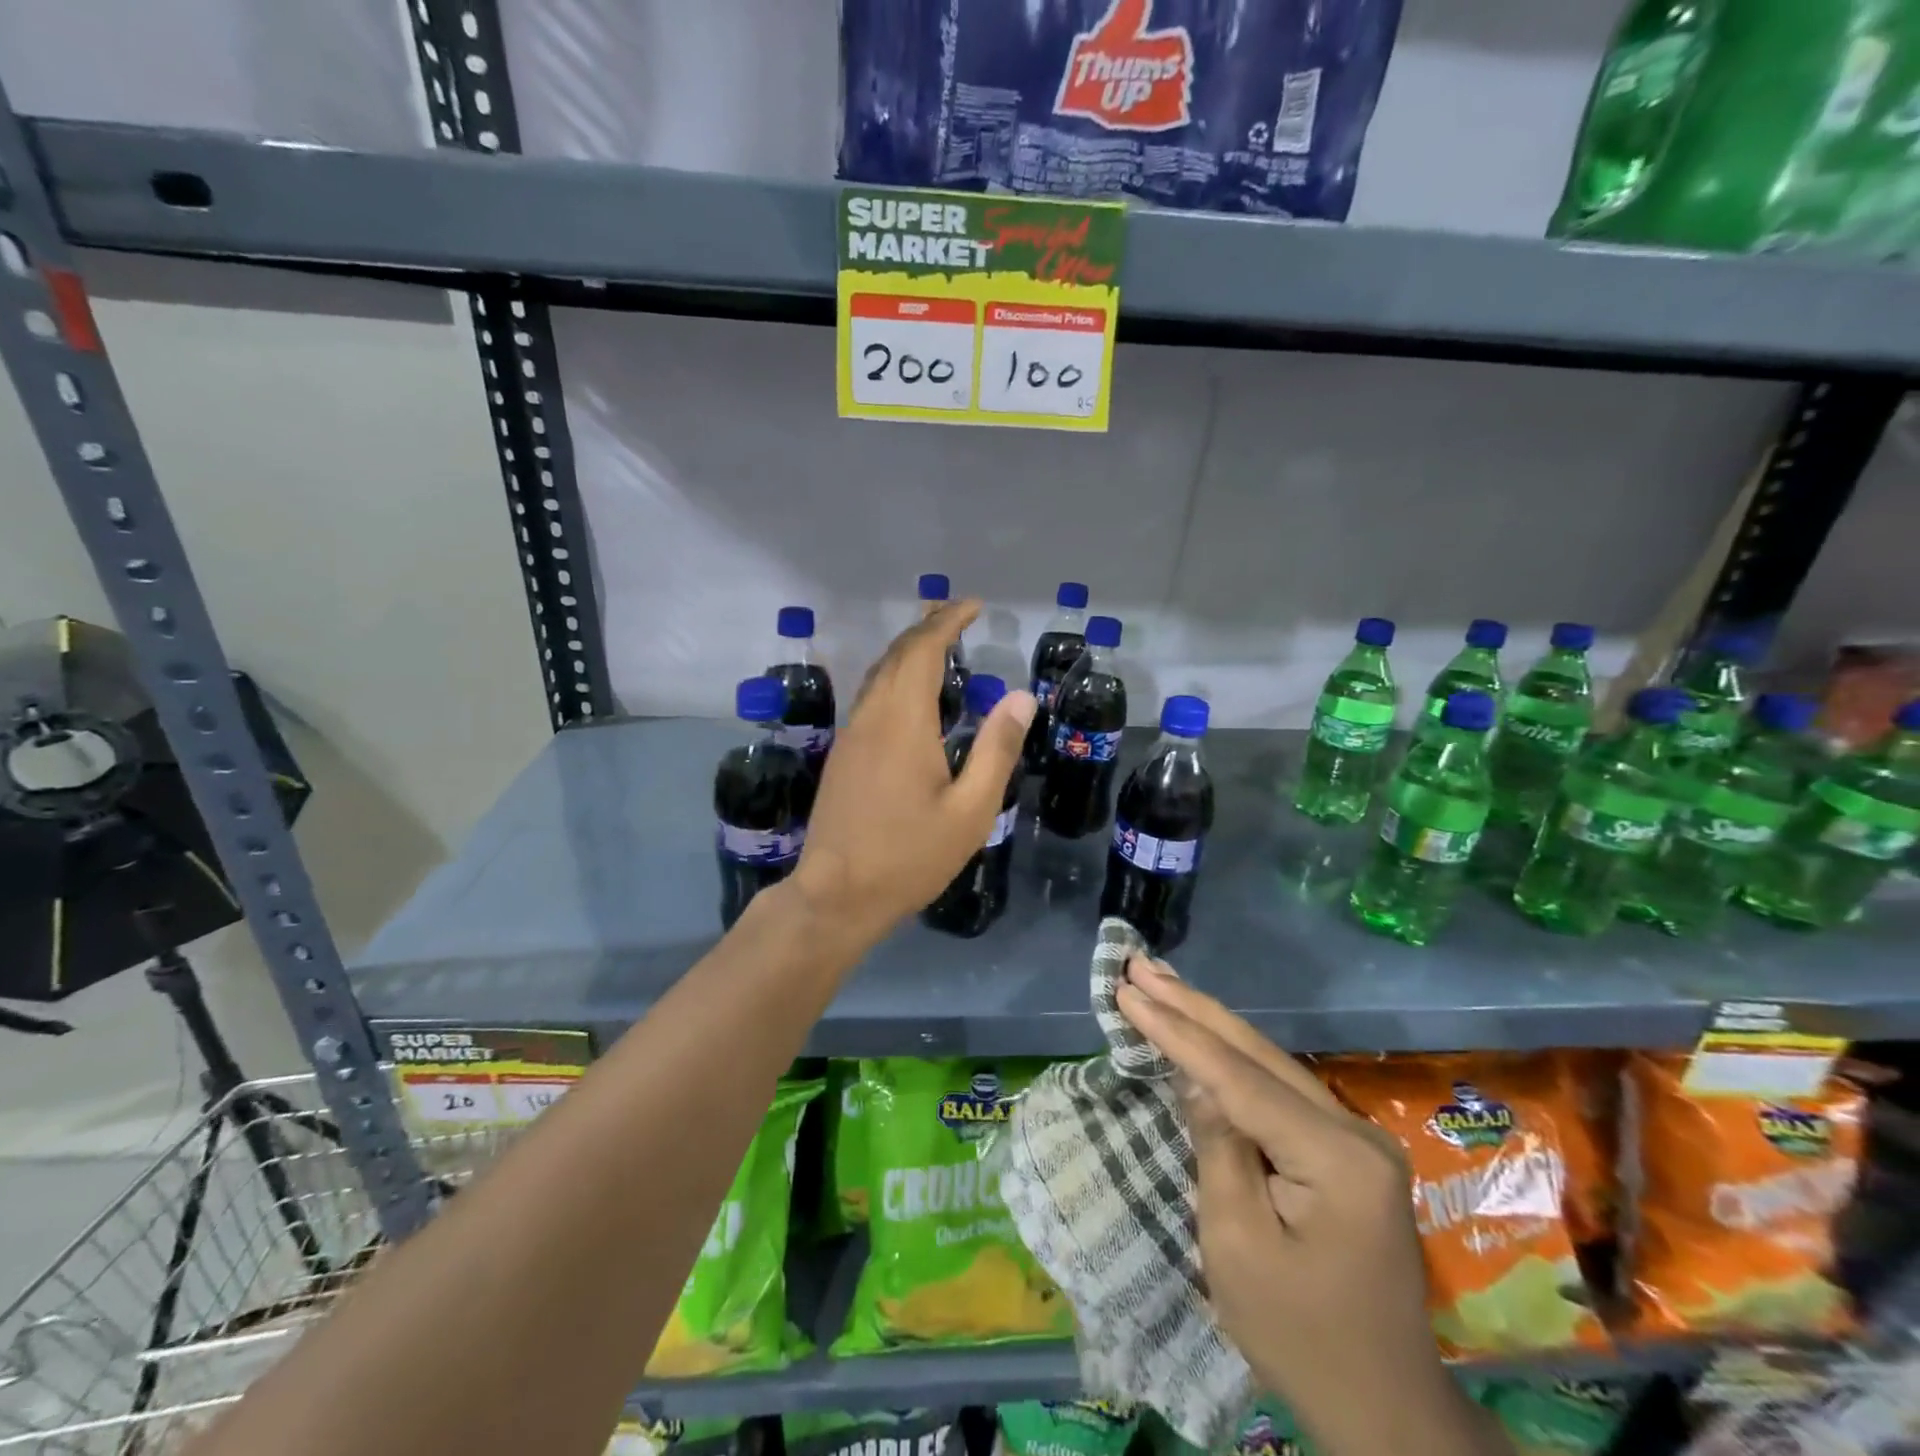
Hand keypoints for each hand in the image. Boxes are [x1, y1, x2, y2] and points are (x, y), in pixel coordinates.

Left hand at [790, 599, 1033, 947]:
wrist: (836, 894)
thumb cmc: (909, 856)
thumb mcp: (970, 811)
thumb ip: (996, 750)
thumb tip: (1021, 697)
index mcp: (903, 721)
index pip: (922, 650)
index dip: (946, 621)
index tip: (972, 605)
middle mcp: (871, 716)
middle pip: (896, 655)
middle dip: (927, 628)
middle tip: (958, 616)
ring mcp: (851, 734)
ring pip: (877, 674)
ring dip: (907, 651)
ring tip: (938, 645)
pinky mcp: (842, 754)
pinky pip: (869, 697)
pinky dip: (894, 678)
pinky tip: (910, 696)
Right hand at [1115, 962, 1504, 1455]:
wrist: (1385, 1412)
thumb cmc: (1299, 1337)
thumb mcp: (1236, 1244)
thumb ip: (1217, 1147)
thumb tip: (1195, 1078)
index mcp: (1335, 1156)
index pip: (1237, 1076)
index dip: (1175, 1030)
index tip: (1127, 989)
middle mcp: (1353, 1130)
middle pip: (1257, 1053)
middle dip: (1191, 1006)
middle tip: (1140, 964)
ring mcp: (1355, 1137)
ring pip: (1269, 1062)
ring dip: (1210, 1023)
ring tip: (1162, 983)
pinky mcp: (1346, 1151)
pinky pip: (1278, 1088)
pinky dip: (1233, 1057)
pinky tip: (1204, 1032)